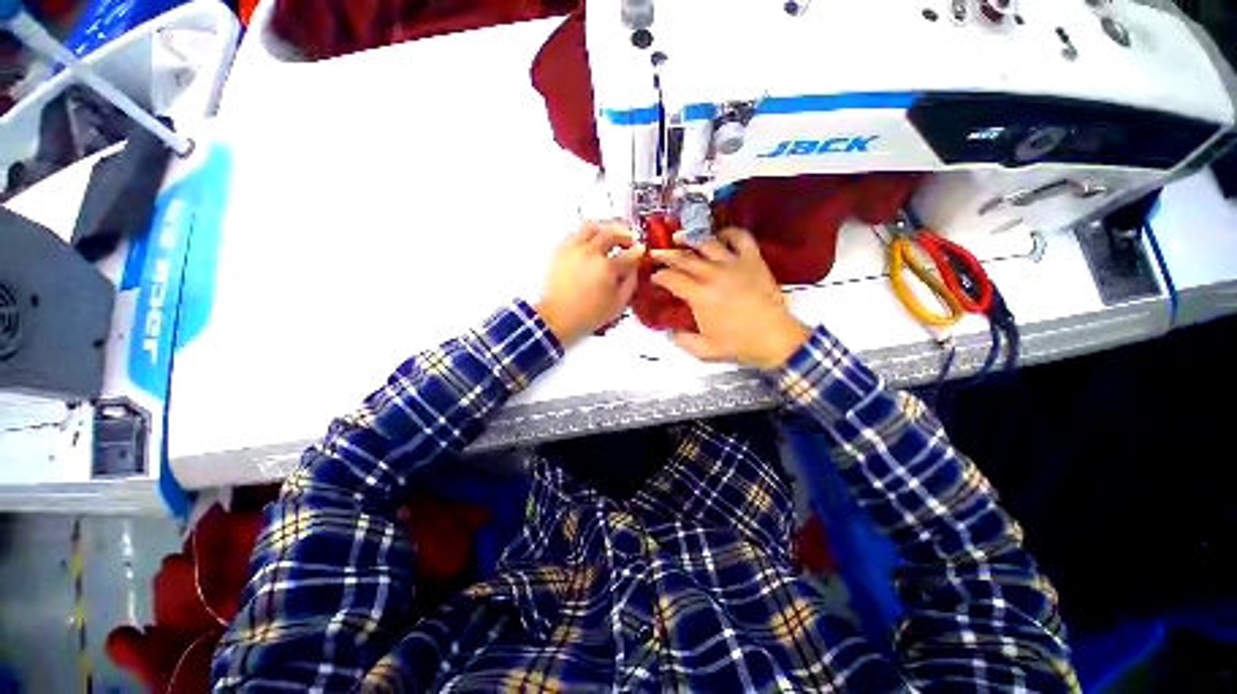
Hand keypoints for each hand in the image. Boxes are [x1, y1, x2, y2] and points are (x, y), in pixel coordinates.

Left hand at [537, 221, 643, 346]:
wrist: (557, 318)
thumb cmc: (587, 315)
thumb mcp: (618, 305)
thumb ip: (630, 283)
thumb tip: (634, 268)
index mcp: (607, 267)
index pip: (629, 254)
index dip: (638, 252)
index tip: (641, 251)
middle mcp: (589, 253)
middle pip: (611, 232)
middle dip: (624, 234)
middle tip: (629, 240)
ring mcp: (573, 249)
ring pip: (591, 227)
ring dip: (604, 228)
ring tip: (610, 235)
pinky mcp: (560, 251)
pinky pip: (575, 234)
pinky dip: (586, 235)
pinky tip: (591, 243)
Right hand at [651, 227, 809, 368]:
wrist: (774, 338)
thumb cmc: (738, 344)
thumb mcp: (703, 350)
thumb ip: (681, 340)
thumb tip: (670, 331)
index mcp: (699, 295)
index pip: (672, 278)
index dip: (659, 276)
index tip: (654, 277)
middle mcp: (713, 274)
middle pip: (684, 257)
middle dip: (667, 255)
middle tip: (657, 254)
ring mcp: (734, 264)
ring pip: (707, 243)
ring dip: (691, 239)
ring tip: (681, 238)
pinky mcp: (753, 260)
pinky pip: (740, 237)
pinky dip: (728, 233)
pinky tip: (720, 236)